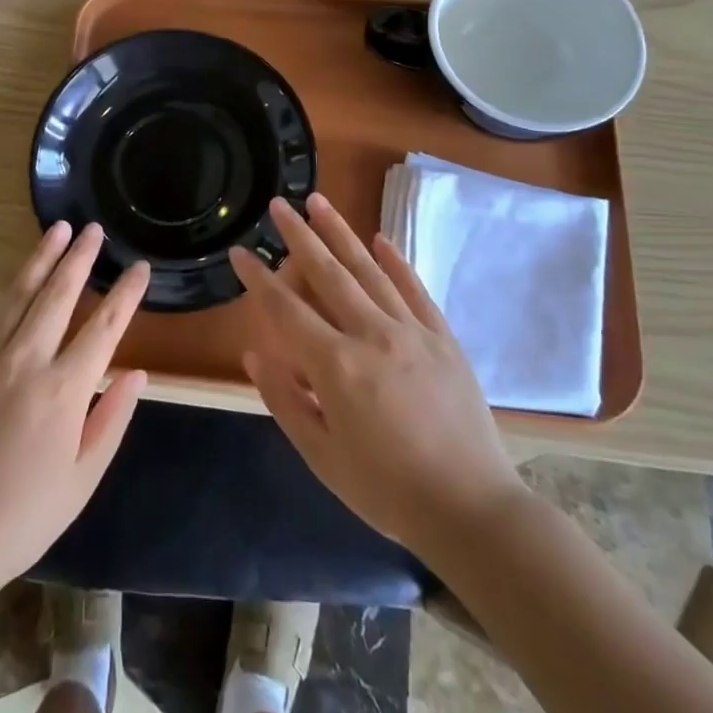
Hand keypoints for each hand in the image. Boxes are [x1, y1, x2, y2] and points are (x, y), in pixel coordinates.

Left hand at [0, 222, 149, 601]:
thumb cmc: (21, 519)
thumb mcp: (81, 480)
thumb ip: (111, 420)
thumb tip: (137, 373)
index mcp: (65, 389)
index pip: (106, 328)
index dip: (127, 295)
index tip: (141, 267)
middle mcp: (26, 360)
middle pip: (59, 296)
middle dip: (81, 259)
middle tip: (94, 229)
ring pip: (16, 297)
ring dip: (38, 260)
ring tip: (56, 230)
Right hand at [232, 194, 525, 556]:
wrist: (472, 510)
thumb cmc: (387, 490)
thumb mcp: (321, 457)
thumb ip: (285, 401)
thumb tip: (256, 353)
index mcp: (336, 366)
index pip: (286, 310)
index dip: (259, 279)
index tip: (239, 251)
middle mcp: (372, 335)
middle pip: (328, 274)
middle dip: (299, 236)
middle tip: (279, 202)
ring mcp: (412, 332)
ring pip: (369, 270)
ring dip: (341, 233)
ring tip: (319, 201)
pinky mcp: (443, 338)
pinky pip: (414, 289)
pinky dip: (396, 261)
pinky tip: (380, 238)